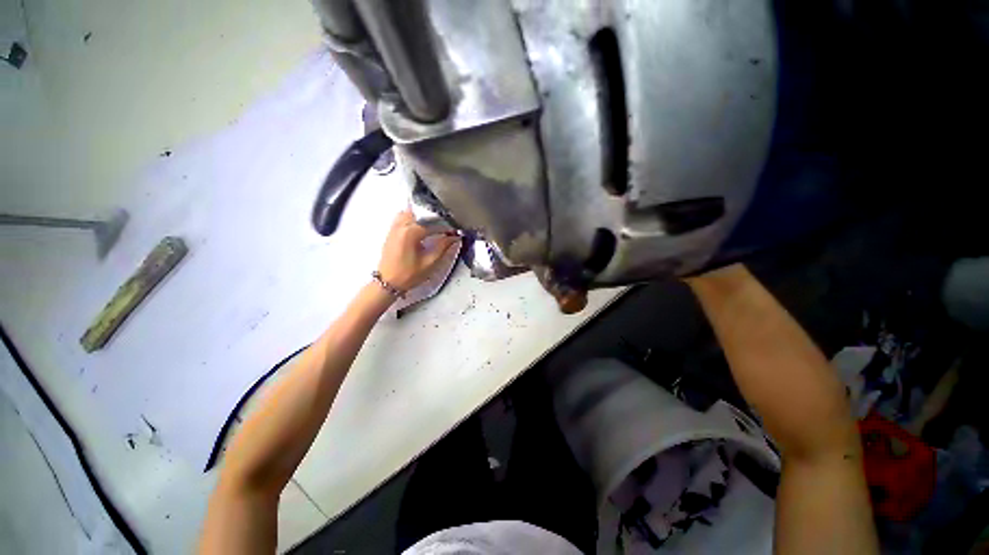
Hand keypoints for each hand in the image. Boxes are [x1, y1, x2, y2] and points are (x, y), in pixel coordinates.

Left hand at [377, 209, 459, 291]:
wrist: (388, 283)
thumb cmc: (407, 275)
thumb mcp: (430, 262)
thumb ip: (443, 247)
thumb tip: (453, 238)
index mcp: (410, 233)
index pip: (433, 225)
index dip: (446, 228)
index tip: (454, 232)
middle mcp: (401, 226)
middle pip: (421, 214)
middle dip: (435, 219)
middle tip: (445, 227)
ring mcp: (394, 228)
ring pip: (410, 212)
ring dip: (422, 217)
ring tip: (433, 226)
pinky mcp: (391, 232)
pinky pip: (402, 218)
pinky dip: (412, 219)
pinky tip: (419, 228)